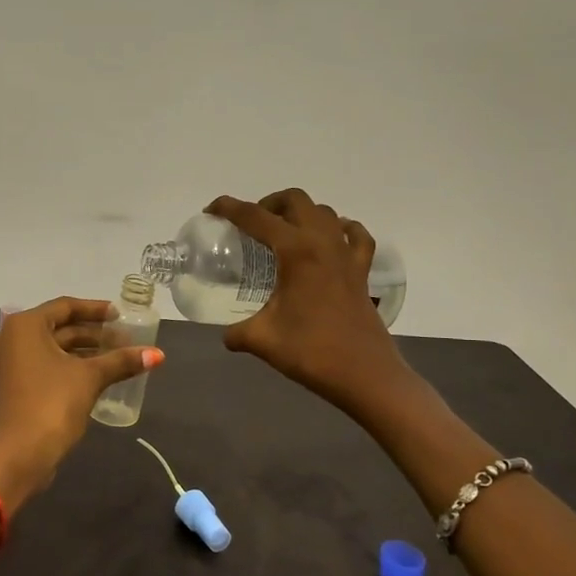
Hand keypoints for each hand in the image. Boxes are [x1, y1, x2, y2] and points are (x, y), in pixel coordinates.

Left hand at [0, 296, 163, 507]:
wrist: (17, 456)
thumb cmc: (51, 405)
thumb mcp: (90, 378)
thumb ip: (121, 361)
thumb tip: (158, 355)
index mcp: (25, 326)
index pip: (66, 306)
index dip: (96, 310)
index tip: (121, 316)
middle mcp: (12, 338)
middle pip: (59, 327)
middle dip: (94, 333)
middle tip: (125, 340)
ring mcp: (9, 364)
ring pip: (53, 349)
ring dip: (84, 351)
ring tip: (117, 358)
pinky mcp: (14, 386)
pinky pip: (45, 366)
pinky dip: (70, 367)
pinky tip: (96, 377)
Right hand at [207, 189, 410, 417]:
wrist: (365, 375)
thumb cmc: (311, 351)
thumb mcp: (262, 339)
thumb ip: (238, 332)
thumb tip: (226, 335)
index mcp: (296, 251)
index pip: (256, 217)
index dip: (229, 208)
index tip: (211, 211)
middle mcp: (323, 242)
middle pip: (295, 200)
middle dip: (268, 203)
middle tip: (250, 225)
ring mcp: (347, 255)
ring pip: (324, 212)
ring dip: (301, 214)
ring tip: (282, 234)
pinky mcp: (362, 272)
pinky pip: (355, 236)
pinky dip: (340, 230)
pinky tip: (329, 242)